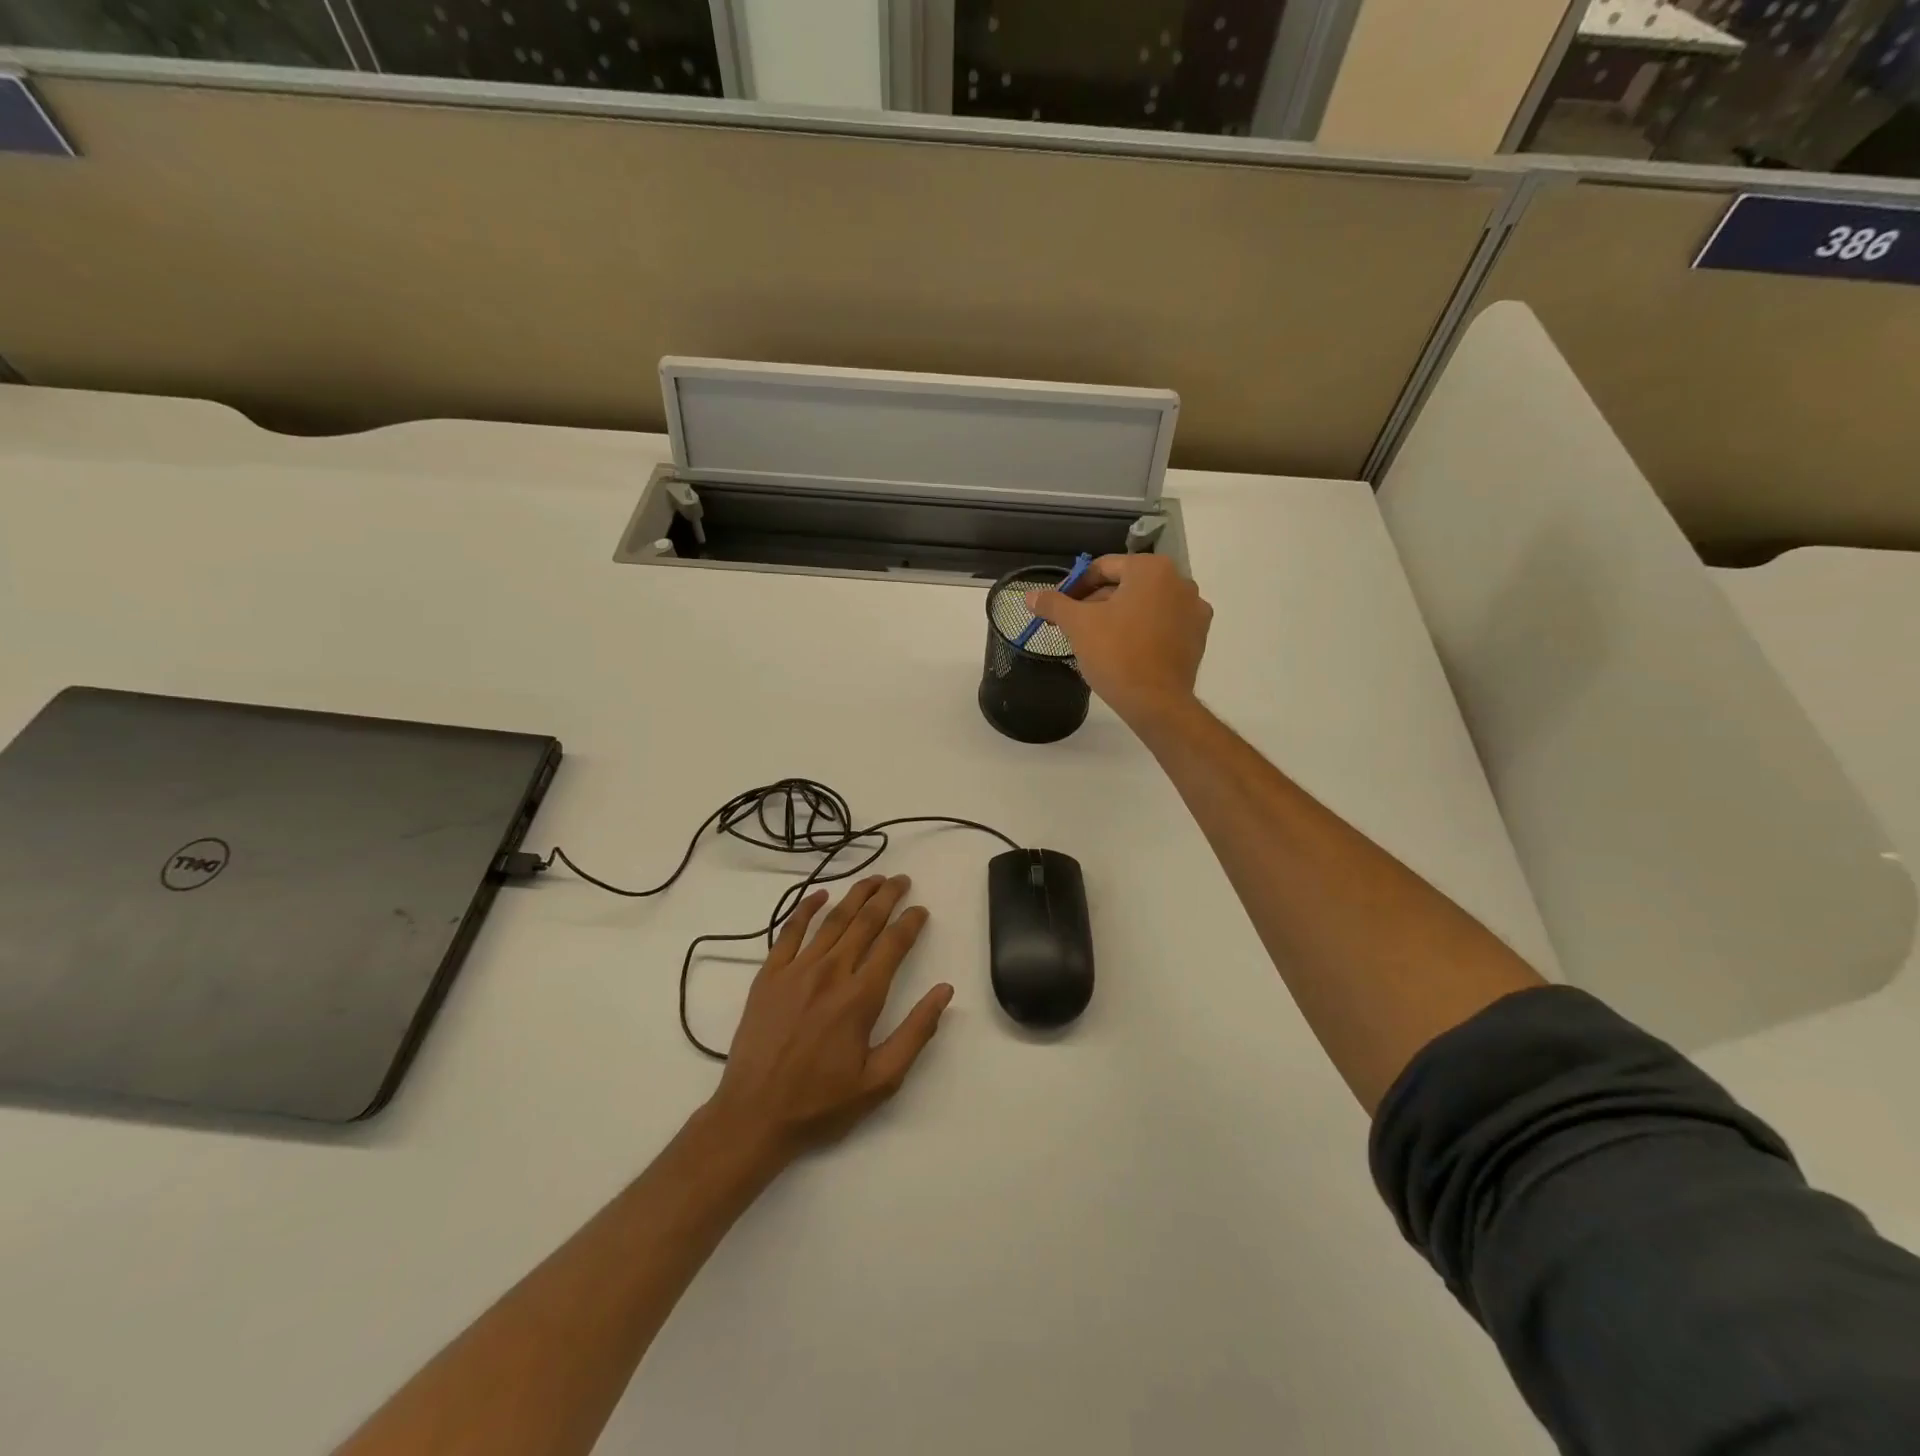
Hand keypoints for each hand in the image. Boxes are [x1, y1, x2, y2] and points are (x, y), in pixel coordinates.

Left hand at [703, 875, 952, 1165]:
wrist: (754, 1116)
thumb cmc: (821, 1103)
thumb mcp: (881, 1080)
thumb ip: (916, 1032)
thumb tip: (944, 991)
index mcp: (860, 998)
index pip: (893, 945)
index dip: (910, 923)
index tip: (920, 910)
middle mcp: (831, 973)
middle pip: (865, 922)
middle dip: (887, 897)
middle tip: (901, 880)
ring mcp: (796, 971)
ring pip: (832, 920)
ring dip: (855, 895)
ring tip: (873, 880)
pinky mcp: (769, 976)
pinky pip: (790, 931)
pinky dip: (806, 909)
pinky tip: (820, 895)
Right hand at [1029, 554, 1211, 728]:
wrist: (1156, 703)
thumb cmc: (1116, 654)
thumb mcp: (1077, 625)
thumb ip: (1054, 604)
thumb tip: (1030, 595)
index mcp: (1151, 569)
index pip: (1103, 567)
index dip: (1075, 587)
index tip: (1059, 608)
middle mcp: (1179, 581)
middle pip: (1126, 585)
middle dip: (1097, 602)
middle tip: (1074, 626)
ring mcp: (1194, 609)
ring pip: (1146, 604)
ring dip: (1120, 616)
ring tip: (1097, 640)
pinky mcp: (1199, 636)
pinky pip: (1164, 624)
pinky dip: (1143, 630)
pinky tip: (1126, 650)